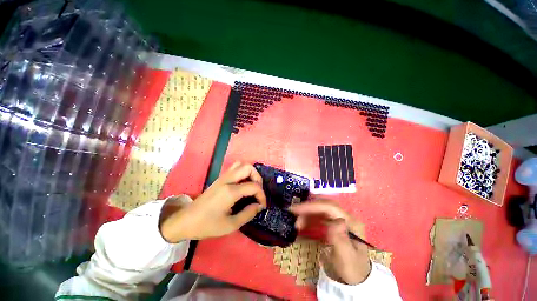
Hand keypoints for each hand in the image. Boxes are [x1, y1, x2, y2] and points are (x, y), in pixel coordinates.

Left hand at [160, 162, 266, 241]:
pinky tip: (243, 185)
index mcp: (230, 191)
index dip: (262, 195)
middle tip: (258, 191)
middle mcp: (227, 180)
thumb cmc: (207, 225)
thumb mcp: (230, 225)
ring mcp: (222, 177)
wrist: (185, 221)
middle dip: (258, 178)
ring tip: (252, 186)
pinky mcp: (219, 179)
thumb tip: (259, 206)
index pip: (253, 186)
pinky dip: (243, 173)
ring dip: (250, 173)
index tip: (262, 205)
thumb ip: (248, 214)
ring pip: (241, 164)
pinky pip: (235, 168)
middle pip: (248, 167)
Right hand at [290, 199, 370, 284]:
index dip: (312, 206)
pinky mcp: (332, 224)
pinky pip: (318, 217)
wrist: (356, 277)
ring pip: (319, 210)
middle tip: (293, 213)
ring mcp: (338, 220)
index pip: (329, 207)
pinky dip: (309, 219)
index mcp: (350, 222)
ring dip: (307, 214)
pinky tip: (302, 225)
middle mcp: (344, 217)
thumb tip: (337, 221)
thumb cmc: (352, 268)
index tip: (296, 209)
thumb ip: (341, 239)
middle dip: (307, 208)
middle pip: (323, 206)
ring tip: (297, 224)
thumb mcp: (346, 257)